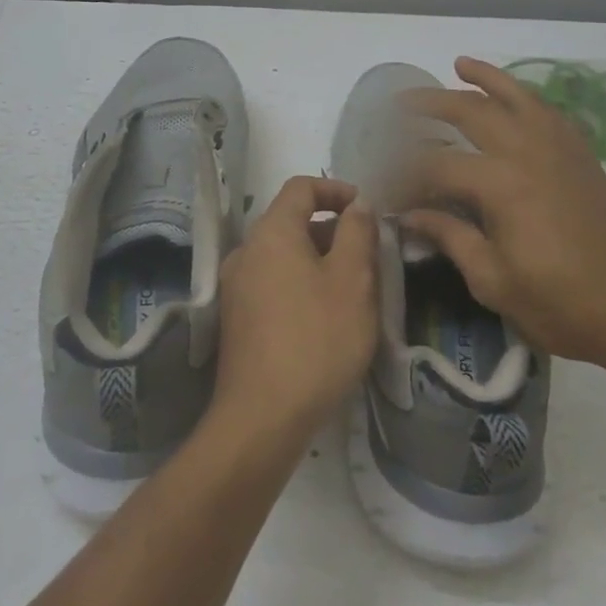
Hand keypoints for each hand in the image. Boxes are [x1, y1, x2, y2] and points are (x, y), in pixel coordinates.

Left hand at [210, 176, 378, 444]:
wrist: (262, 417)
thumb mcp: (353, 280)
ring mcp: (237, 287)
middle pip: (292, 222)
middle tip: (369, 257)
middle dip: (332, 231)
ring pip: (284, 256)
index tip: (367, 211)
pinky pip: (273, 284)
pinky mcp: (237, 320)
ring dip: (319, 261)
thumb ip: (357, 233)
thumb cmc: (316, 339)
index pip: (301, 187)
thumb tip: (357, 204)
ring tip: (353, 291)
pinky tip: (326, 319)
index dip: (336, 190)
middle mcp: (246, 251)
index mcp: (271, 232)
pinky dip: (301, 285)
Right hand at [394, 57, 605, 371]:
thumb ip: (450, 238)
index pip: (436, 164)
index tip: (383, 185)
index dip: (404, 174)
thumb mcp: (494, 281)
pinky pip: (549, 111)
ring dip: (484, 78)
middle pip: (470, 112)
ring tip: (459, 64)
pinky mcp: (583, 157)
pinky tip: (514, 98)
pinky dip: (526, 96)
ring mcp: (560, 149)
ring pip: (516, 97)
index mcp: (500, 183)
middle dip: (430, 104)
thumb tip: (410, 215)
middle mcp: (527, 151)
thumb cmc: (564, 305)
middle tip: (399, 105)